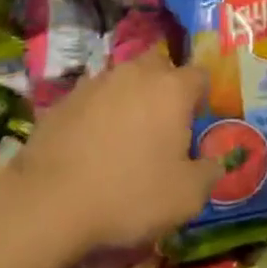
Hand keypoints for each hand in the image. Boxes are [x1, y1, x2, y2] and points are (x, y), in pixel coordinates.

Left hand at [12, 46, 224, 252]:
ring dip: (130, 99)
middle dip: (165, 87)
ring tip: (124, 138)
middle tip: (162, 126)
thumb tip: (216, 161)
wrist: (50, 201)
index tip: (195, 126)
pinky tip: (91, 147)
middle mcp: (137, 73)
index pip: (200, 76)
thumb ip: (209, 173)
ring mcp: (97, 82)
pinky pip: (93, 98)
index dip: (202, 99)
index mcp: (172, 88)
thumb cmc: (130, 194)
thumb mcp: (186, 197)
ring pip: (124, 80)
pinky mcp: (65, 98)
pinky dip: (98, 114)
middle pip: (160, 66)